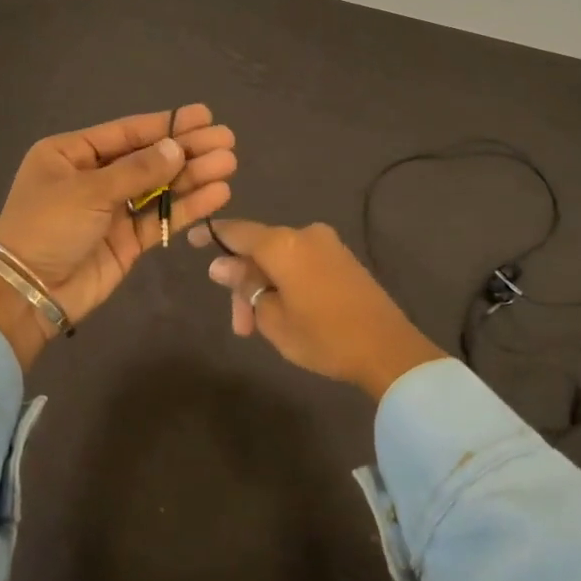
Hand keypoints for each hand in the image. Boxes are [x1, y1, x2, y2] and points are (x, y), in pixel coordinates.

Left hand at [0, 106, 236, 367]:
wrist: (28, 292)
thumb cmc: (47, 227)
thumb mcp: (88, 190)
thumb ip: (137, 171)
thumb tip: (176, 147)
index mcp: (71, 154)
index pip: (126, 133)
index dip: (166, 124)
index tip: (203, 116)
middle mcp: (93, 178)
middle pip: (148, 158)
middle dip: (187, 149)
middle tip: (226, 139)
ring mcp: (112, 210)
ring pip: (159, 187)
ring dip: (193, 176)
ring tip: (229, 163)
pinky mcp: (127, 241)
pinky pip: (161, 218)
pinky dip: (188, 206)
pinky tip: (218, 193)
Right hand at [190, 218, 443, 400]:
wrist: (388, 349)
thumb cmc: (322, 336)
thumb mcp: (272, 318)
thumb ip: (244, 287)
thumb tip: (221, 265)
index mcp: (282, 244)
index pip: (236, 232)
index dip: (212, 236)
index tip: (192, 240)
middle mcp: (304, 234)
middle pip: (259, 250)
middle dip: (244, 285)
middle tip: (241, 327)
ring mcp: (327, 244)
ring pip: (280, 259)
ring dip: (265, 288)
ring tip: (260, 328)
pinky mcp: (343, 259)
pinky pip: (301, 262)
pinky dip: (286, 282)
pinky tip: (284, 311)